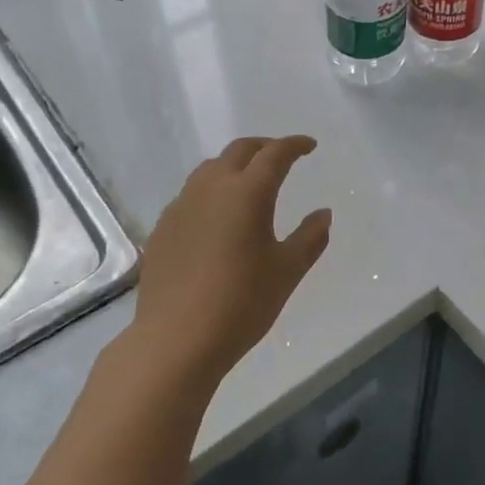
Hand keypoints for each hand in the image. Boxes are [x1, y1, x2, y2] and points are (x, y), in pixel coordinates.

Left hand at [133, 136, 331, 381]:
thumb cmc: (242, 303)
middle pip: (238, 151)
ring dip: (234, 166)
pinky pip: (190, 195)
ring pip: (209, 170)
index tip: (309, 146)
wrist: (176, 339)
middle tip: (282, 156)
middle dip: (264, 147)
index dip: (294, 145)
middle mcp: (210, 189)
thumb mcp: (287, 271)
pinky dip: (211, 192)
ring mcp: (180, 207)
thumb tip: (323, 214)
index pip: (274, 154)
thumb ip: (310, 238)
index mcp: (247, 193)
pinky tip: (218, 218)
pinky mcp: (162, 229)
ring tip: (249, 183)